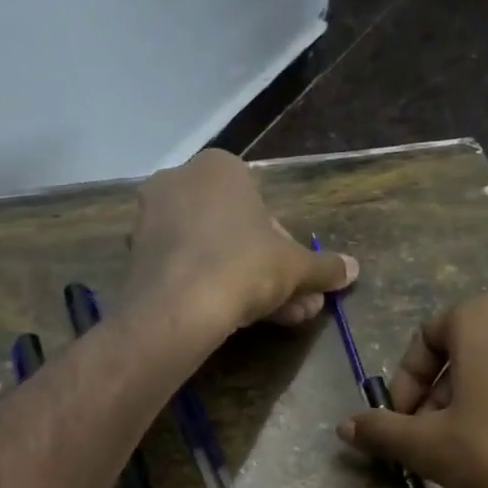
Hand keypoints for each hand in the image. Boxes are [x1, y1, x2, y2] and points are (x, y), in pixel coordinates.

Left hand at [127, 151, 357, 336]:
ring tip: (278, 319)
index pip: (263, 207)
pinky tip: (233, 320)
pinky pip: (185, 268)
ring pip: (213, 253)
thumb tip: (352, 269)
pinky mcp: (135, 256)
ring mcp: (152, 219)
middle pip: (237, 233)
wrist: (177, 307)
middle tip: (295, 304)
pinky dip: (209, 289)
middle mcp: (180, 182)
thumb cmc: (243, 266)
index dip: (285, 248)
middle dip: (270, 272)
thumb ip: (323, 266)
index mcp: (219, 167)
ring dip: (246, 285)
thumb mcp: (295, 267)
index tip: (295, 278)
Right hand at [336, 293, 487, 487]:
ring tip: (470, 453)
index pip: (427, 337)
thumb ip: (382, 431)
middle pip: (470, 351)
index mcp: (487, 314)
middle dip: (442, 397)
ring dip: (480, 403)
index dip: (404, 383)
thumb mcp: (428, 446)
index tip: (402, 423)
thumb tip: (345, 427)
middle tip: (432, 442)